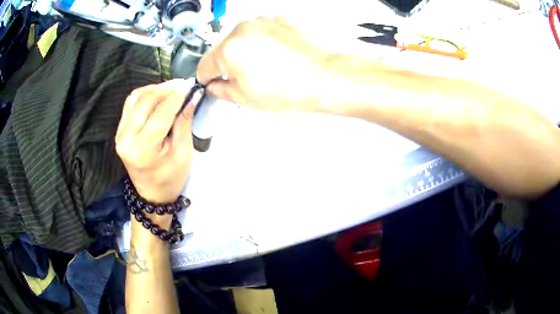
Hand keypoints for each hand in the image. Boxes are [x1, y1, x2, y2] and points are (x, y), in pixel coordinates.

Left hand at [116, 79, 200, 209]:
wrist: (152, 194)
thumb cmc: (171, 178)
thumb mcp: (183, 153)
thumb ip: (184, 122)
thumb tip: (192, 96)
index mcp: (143, 149)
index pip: (161, 112)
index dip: (177, 96)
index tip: (191, 85)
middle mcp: (127, 139)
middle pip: (146, 101)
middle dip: (167, 89)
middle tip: (183, 86)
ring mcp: (120, 134)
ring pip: (136, 98)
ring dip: (155, 89)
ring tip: (171, 89)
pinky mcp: (119, 131)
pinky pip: (130, 104)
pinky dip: (144, 95)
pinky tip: (157, 96)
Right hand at [197, 16, 331, 111]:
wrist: (322, 77)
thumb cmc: (291, 88)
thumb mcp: (245, 99)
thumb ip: (220, 91)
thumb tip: (214, 85)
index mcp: (228, 50)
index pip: (203, 65)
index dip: (207, 79)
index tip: (213, 83)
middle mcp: (241, 30)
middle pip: (220, 50)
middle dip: (225, 65)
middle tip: (243, 79)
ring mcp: (260, 22)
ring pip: (238, 39)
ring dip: (242, 52)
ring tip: (263, 68)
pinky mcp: (276, 20)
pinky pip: (258, 32)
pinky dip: (259, 42)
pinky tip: (273, 57)